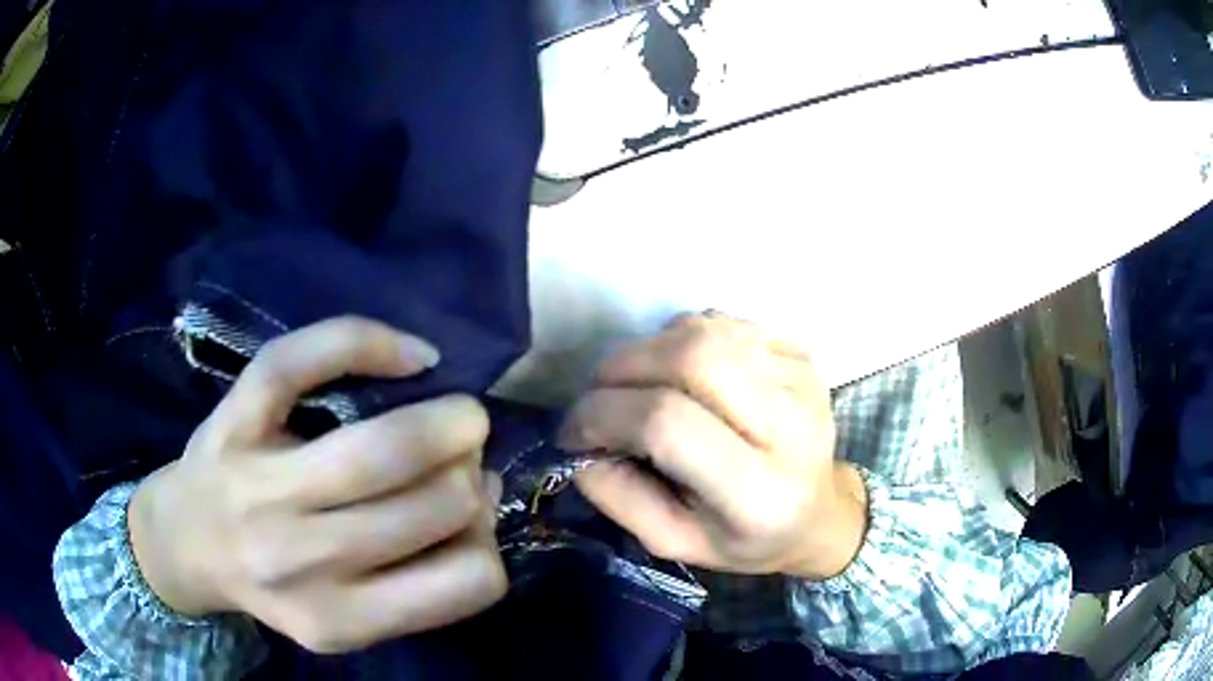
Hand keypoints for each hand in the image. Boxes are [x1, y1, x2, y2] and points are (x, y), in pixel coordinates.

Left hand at [128, 317, 506, 652]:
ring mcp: (259, 485)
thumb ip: (421, 574)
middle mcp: (301, 561)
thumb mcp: (350, 616)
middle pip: (434, 505)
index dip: (487, 542)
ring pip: (382, 446)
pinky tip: (411, 357)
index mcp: (340, 619)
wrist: (186, 544)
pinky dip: (366, 344)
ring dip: (447, 423)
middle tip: (458, 465)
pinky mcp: (233, 419)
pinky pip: (299, 363)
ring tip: (455, 419)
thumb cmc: (276, 583)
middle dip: (468, 477)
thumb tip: (484, 489)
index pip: (466, 581)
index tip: (469, 524)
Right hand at [559, 313, 866, 578]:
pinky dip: (684, 337)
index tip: (574, 430)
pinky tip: (681, 372)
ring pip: (707, 331)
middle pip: (693, 357)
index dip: (604, 415)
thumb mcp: (673, 542)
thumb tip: (580, 439)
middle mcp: (790, 426)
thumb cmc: (744, 539)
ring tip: (638, 384)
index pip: (668, 424)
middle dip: (623, 367)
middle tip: (599, 396)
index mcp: (758, 492)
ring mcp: (801, 380)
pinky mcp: (801, 353)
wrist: (818, 512)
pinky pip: (725, 323)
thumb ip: (618, 496)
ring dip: (651, 349)